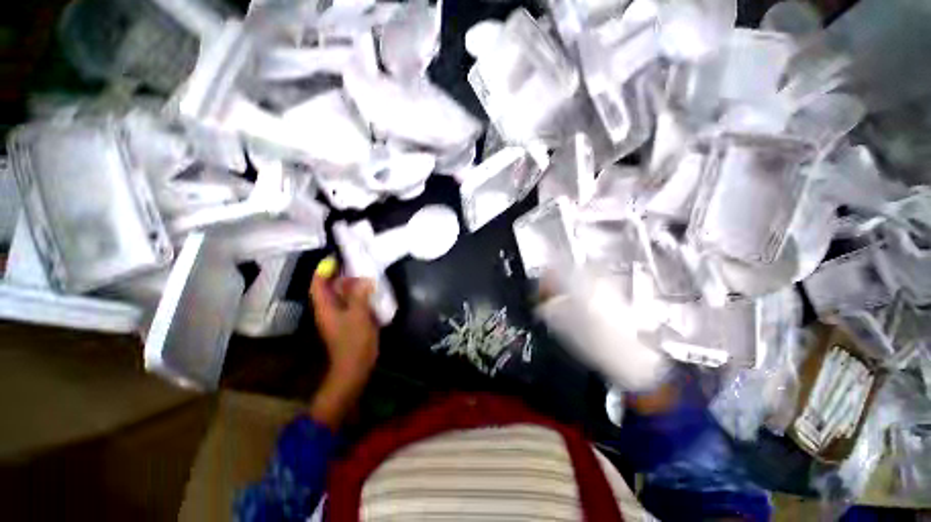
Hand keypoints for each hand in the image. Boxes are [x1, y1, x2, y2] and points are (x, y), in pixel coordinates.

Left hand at [308, 256, 378, 428]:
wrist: (355, 366)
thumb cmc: (354, 341)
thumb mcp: (358, 315)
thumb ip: (360, 295)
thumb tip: (363, 279)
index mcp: (325, 307)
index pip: (318, 284)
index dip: (323, 270)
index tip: (336, 258)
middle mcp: (329, 310)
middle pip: (330, 288)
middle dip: (340, 275)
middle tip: (356, 264)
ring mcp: (339, 317)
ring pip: (342, 296)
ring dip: (351, 285)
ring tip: (366, 274)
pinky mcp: (349, 322)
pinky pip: (351, 303)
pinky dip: (358, 295)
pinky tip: (371, 291)